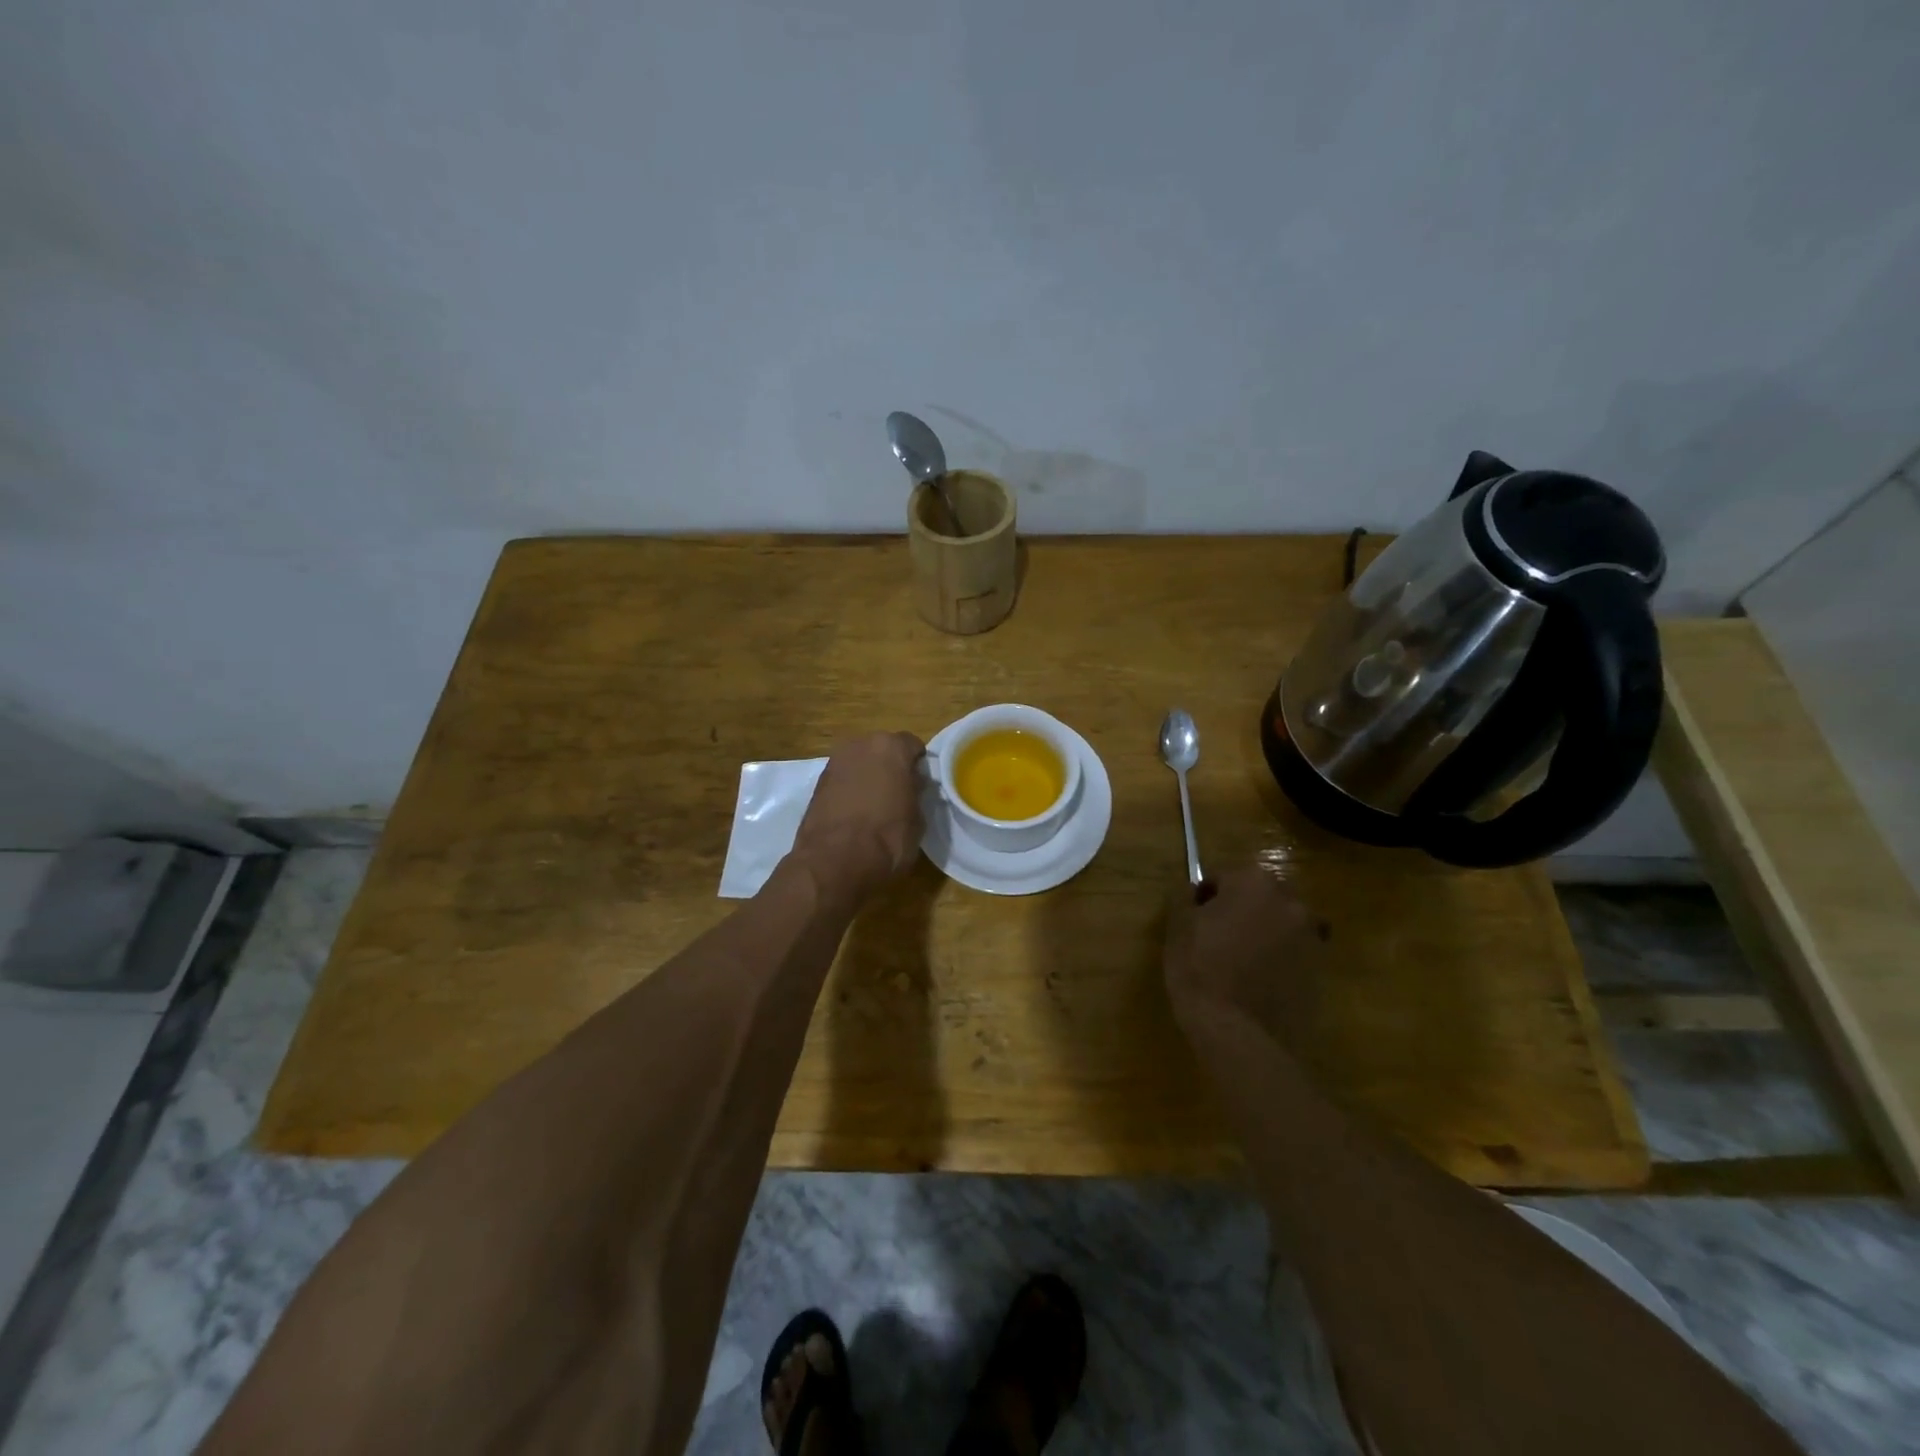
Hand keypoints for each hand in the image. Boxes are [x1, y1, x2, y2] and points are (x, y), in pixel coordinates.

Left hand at [790, 732, 926, 902]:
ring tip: (874, 806)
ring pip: (860, 763)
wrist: (834, 861)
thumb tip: (911, 787)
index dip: (918, 765)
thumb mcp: (918, 818)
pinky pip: (842, 780)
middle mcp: (860, 745)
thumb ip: (915, 793)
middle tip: (898, 793)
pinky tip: (854, 814)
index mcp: (891, 747)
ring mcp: (835, 762)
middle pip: (882, 750)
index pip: (912, 745)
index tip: (921, 784)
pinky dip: (849, 790)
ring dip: (867, 777)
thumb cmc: (887, 838)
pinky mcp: (816, 783)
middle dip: (890, 767)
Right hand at [1163, 864, 1325, 1052]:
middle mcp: (1291, 903)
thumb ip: (1184, 897)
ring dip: (1262, 933)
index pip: (1223, 877)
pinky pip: (1293, 954)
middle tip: (1215, 938)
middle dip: (1239, 910)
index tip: (1193, 919)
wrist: (1238, 1034)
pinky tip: (1256, 982)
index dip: (1205, 897)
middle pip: (1258, 896)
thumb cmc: (1200, 970)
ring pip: (1280, 924)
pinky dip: (1278, 960)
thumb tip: (1192, 890)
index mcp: (1254, 883)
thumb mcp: (1177, 927)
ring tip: (1238, 962)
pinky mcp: (1320, 971)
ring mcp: (1311, 938)